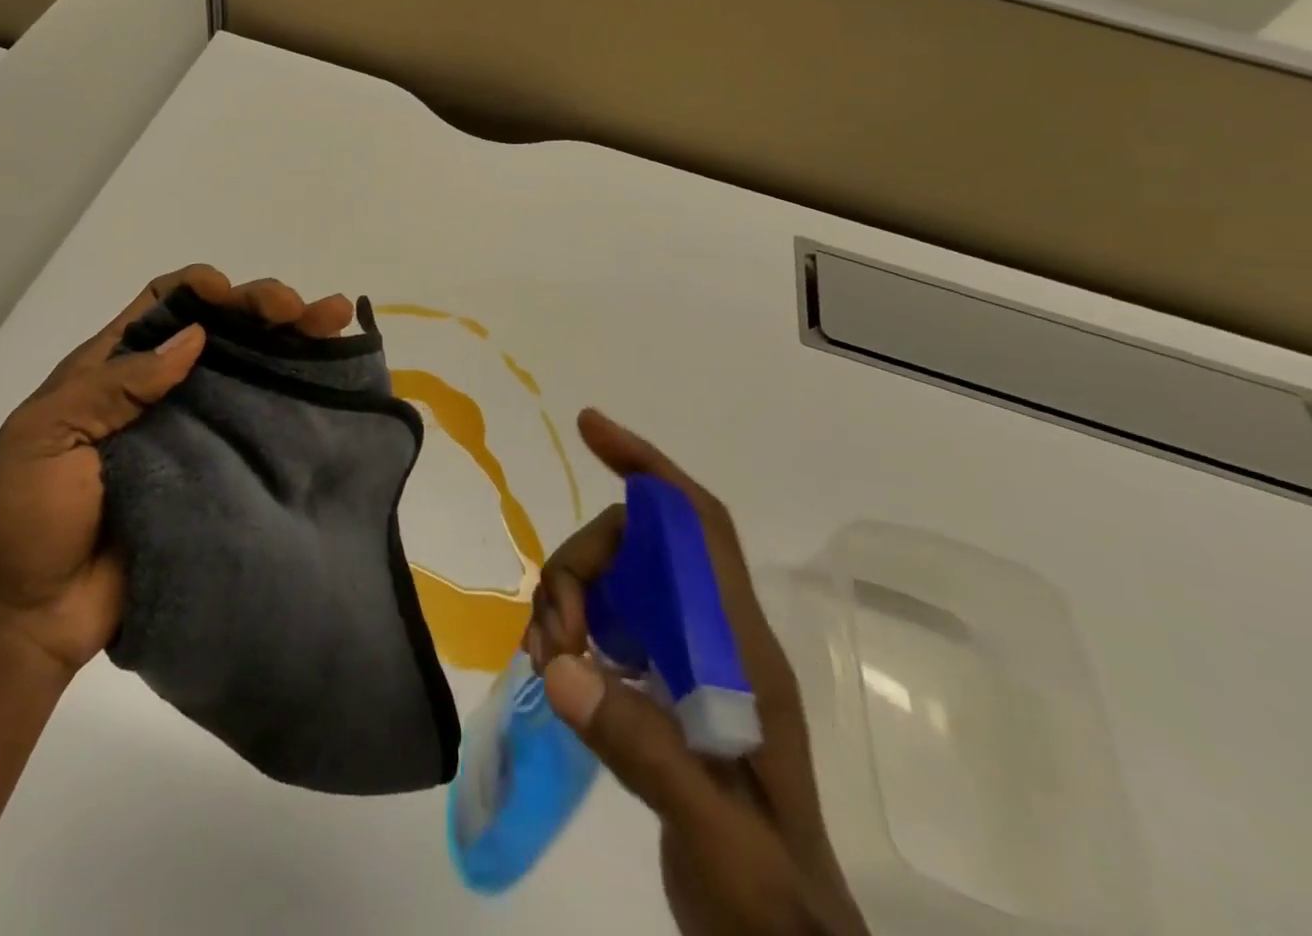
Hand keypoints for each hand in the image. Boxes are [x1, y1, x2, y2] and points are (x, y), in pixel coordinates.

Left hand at [0, 265, 353, 674]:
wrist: (37, 616)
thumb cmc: (29, 520)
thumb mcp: (45, 436)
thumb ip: (112, 385)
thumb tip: (193, 337)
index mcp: (113, 369)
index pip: (163, 304)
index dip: (200, 288)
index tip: (232, 295)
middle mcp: (163, 389)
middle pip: (220, 328)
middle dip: (262, 306)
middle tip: (302, 310)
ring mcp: (197, 430)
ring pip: (251, 368)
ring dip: (293, 339)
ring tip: (336, 322)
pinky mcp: (222, 471)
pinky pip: (263, 424)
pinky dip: (300, 396)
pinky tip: (335, 380)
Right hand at [526, 410, 868, 935]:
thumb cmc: (769, 896)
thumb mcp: (716, 831)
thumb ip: (644, 748)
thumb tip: (559, 665)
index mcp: (742, 648)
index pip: (697, 524)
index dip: (649, 467)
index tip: (592, 428)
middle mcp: (713, 634)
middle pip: (634, 547)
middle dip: (581, 566)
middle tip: (554, 634)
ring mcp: (684, 656)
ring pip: (611, 579)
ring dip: (567, 598)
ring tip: (547, 659)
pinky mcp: (658, 682)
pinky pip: (600, 620)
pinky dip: (567, 628)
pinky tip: (554, 666)